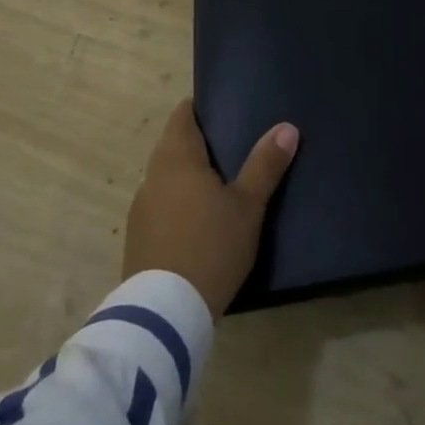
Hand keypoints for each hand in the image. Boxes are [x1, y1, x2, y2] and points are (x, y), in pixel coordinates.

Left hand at [123, 100, 299, 316]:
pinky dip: (178, 203)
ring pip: (165, 178)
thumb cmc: (211, 246)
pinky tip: (199, 220)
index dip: (199, 109)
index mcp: (176, 159)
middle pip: (172, 146)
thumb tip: (287, 127)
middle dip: (197, 143)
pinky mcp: (138, 240)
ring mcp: (141, 210)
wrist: (164, 314)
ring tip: (219, 183)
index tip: (222, 109)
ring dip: (187, 176)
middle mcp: (152, 177)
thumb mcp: (248, 205)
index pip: (182, 117)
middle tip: (232, 145)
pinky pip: (160, 206)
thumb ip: (265, 164)